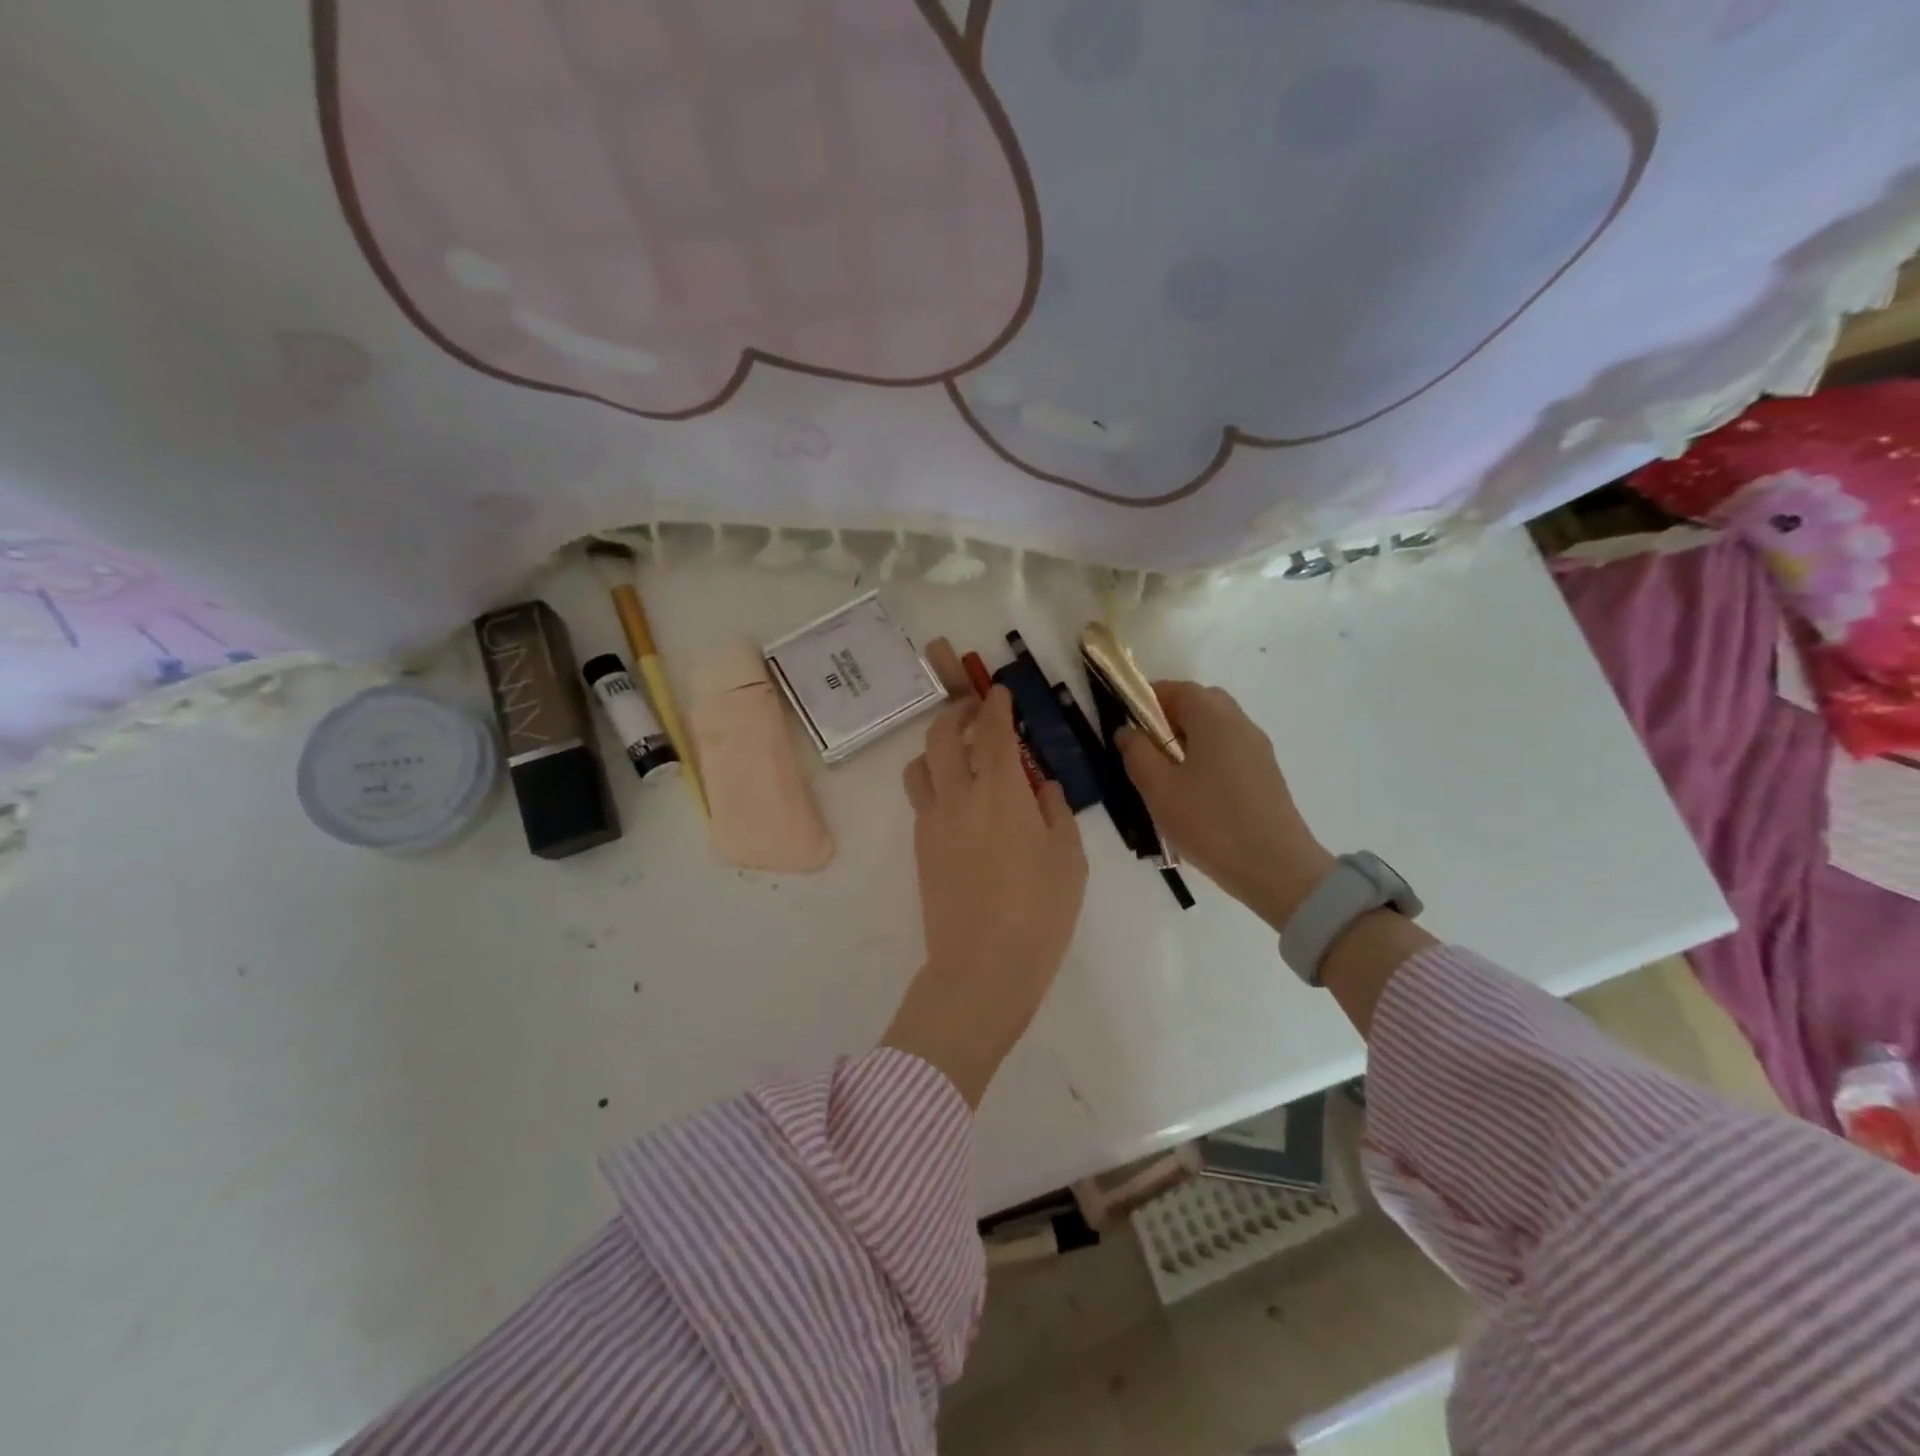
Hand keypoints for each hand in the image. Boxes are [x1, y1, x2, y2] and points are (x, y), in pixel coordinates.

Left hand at [882, 686, 1087, 1107]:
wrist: (983, 966)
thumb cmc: (1039, 913)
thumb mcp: (1068, 859)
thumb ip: (1055, 811)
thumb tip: (1043, 786)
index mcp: (1001, 791)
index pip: (993, 730)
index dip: (995, 705)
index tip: (999, 692)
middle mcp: (959, 794)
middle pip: (943, 734)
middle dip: (958, 713)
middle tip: (976, 712)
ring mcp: (932, 819)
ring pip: (921, 763)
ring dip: (937, 746)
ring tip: (960, 753)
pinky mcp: (920, 845)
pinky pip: (919, 796)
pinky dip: (933, 779)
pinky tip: (956, 797)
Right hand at [1117, 682, 1334, 932]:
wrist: (1276, 869)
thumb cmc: (1210, 823)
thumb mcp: (1158, 789)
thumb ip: (1137, 753)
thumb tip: (1127, 730)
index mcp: (1214, 718)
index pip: (1177, 688)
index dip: (1147, 698)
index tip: (1126, 722)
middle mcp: (1240, 723)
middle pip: (1201, 703)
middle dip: (1169, 717)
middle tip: (1145, 747)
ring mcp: (1258, 749)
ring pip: (1216, 728)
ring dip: (1188, 739)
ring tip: (1166, 775)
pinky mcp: (1266, 774)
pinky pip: (1229, 750)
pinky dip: (1206, 756)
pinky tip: (1194, 793)